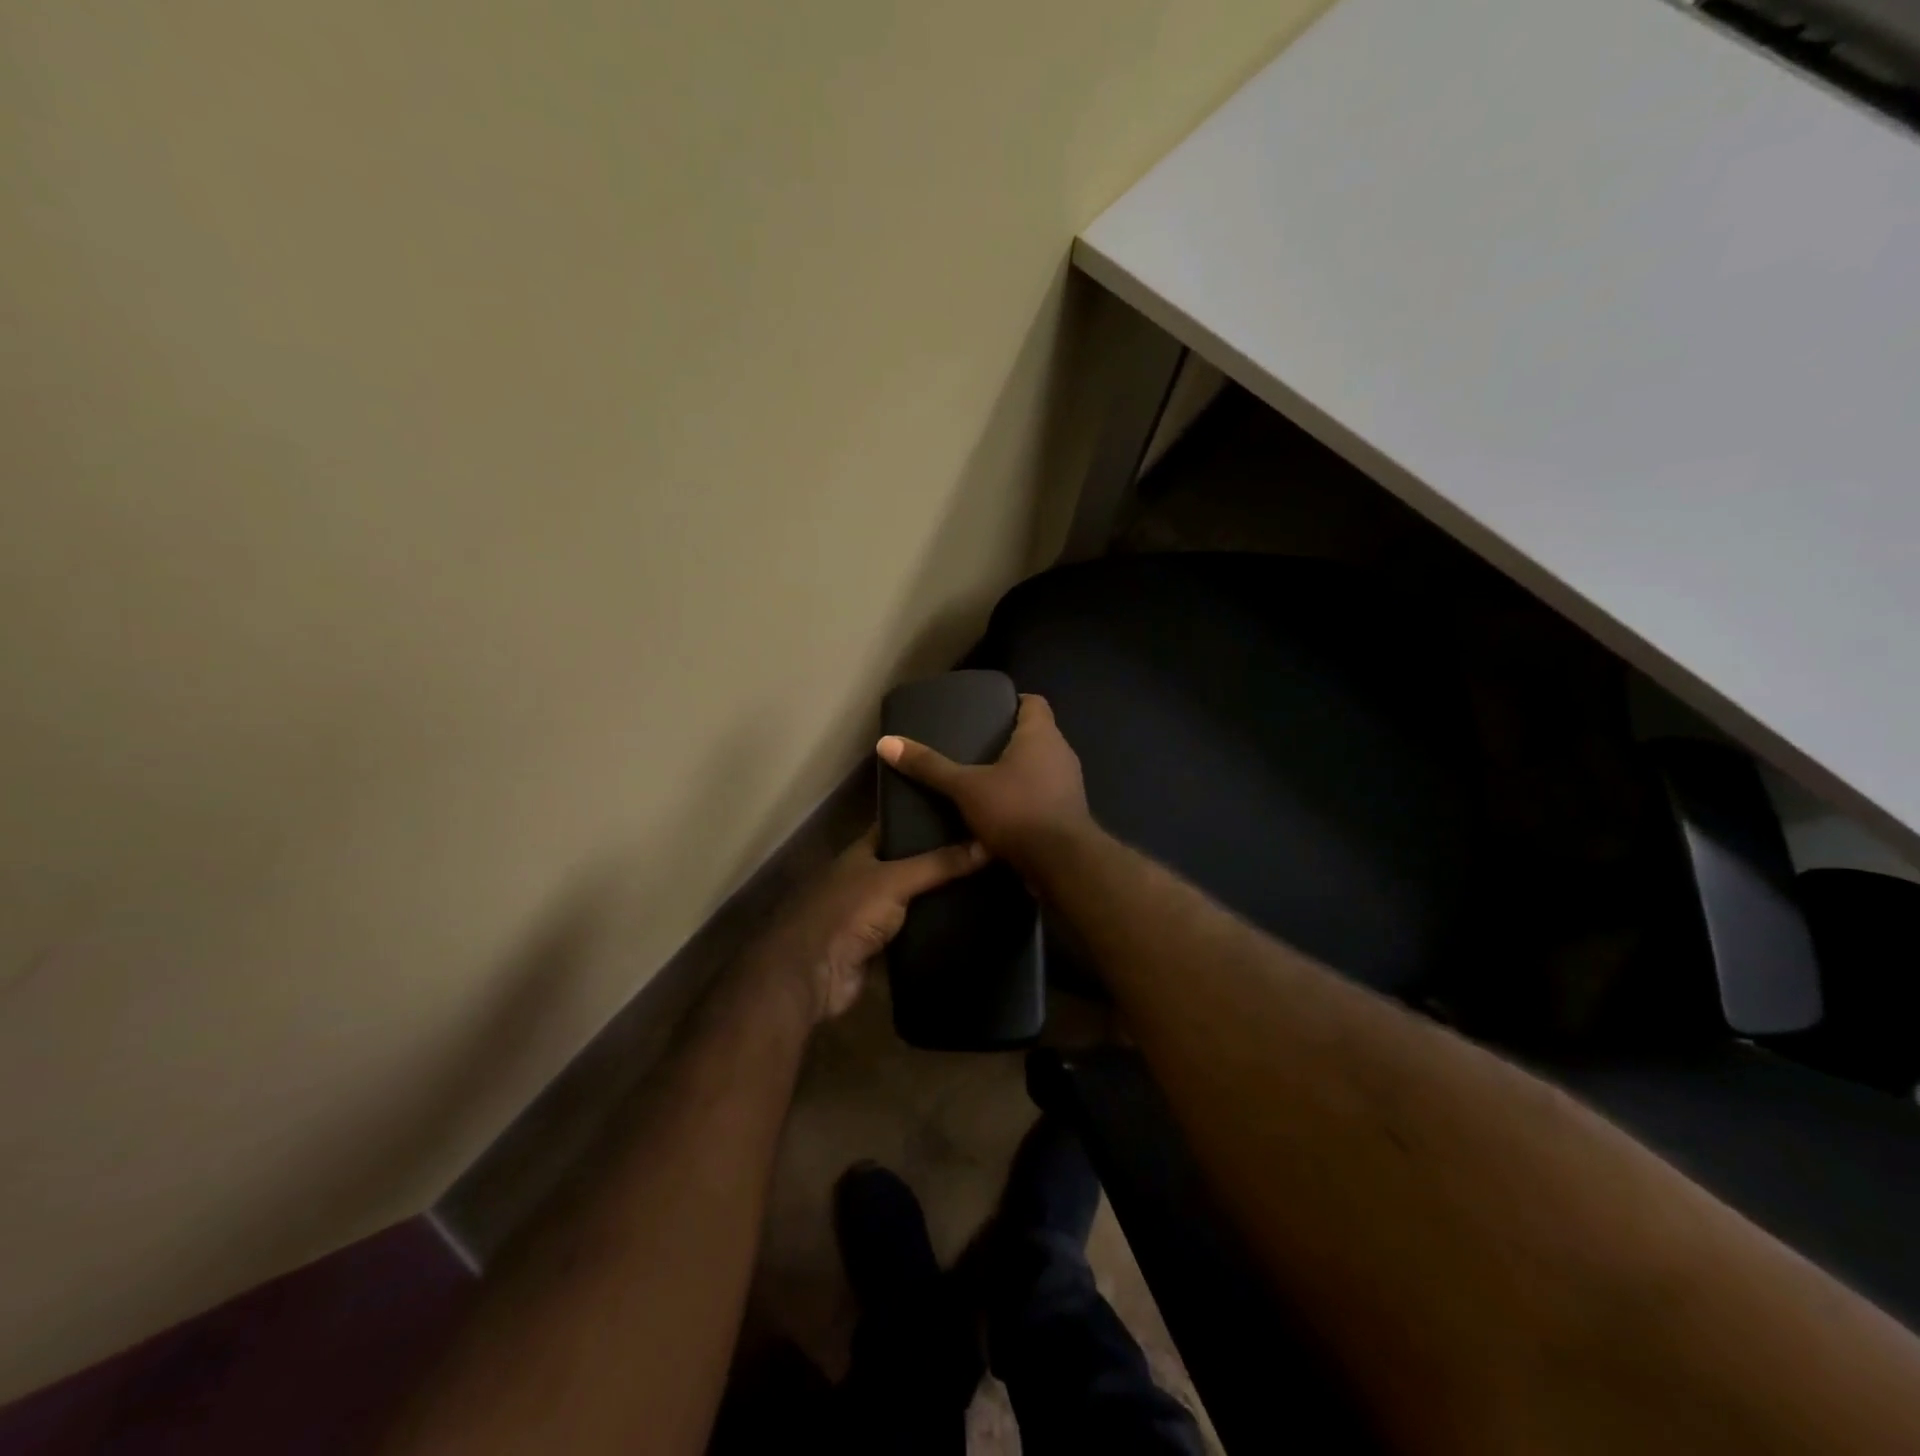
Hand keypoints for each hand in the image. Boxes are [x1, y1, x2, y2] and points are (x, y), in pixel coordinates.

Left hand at [752, 828, 986, 1024]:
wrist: (813, 974)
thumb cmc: (847, 912)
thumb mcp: (895, 879)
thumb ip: (939, 864)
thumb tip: (987, 844)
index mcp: (862, 852)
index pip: (898, 826)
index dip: (926, 817)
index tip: (965, 811)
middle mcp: (866, 878)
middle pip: (910, 864)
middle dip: (942, 859)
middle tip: (989, 850)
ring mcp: (872, 914)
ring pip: (914, 900)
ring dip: (941, 896)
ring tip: (989, 883)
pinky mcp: (881, 947)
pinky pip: (914, 931)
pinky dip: (935, 928)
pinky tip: (969, 921)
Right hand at [875, 693, 1092, 874]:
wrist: (1061, 864)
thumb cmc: (1016, 811)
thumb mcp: (966, 788)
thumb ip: (929, 766)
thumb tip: (886, 743)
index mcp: (1041, 735)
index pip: (1035, 703)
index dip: (1013, 702)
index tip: (987, 711)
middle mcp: (1061, 753)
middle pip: (1036, 734)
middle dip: (1009, 739)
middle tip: (975, 745)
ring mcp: (1069, 784)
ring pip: (1041, 766)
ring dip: (1017, 770)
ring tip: (982, 778)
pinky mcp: (1068, 813)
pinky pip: (1044, 794)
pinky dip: (1024, 796)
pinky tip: (999, 810)